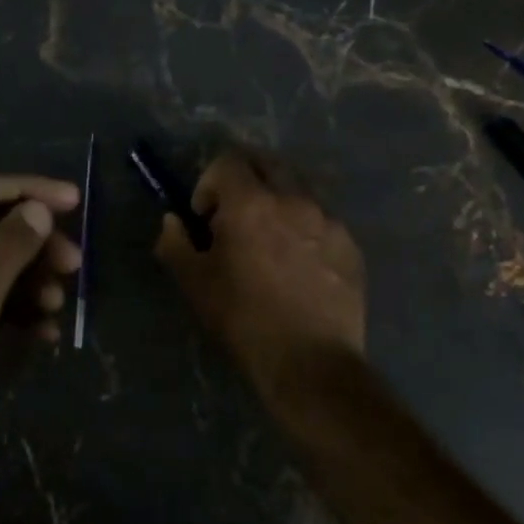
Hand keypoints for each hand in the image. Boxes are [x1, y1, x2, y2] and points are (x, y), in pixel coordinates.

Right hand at [153, 150, 364, 393]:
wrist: (310, 363)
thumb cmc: (244, 320)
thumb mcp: (195, 284)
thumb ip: (175, 242)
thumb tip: (173, 220)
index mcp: (251, 203)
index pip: (228, 160)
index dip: (209, 183)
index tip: (207, 218)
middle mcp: (294, 199)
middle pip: (267, 163)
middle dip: (246, 181)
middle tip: (236, 218)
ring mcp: (328, 220)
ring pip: (298, 191)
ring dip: (278, 203)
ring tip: (271, 245)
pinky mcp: (350, 244)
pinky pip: (322, 220)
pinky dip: (305, 229)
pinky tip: (300, 268)